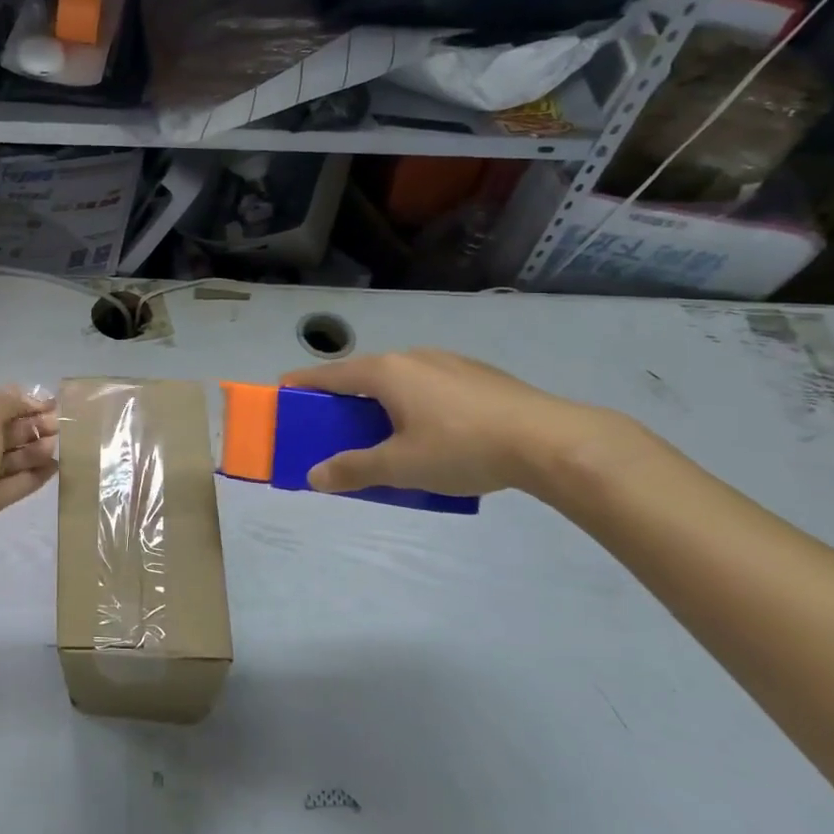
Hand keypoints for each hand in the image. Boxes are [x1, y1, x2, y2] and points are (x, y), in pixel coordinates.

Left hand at [0, 388, 58, 561]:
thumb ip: (9, 404)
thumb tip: (26, 397)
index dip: (24, 402)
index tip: (53, 405)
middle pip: (3, 429)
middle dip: (31, 427)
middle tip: (59, 428)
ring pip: (8, 458)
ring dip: (33, 451)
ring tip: (56, 449)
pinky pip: (10, 484)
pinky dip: (30, 476)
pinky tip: (53, 470)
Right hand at [282, 350, 617, 498]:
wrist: (551, 440)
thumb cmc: (463, 448)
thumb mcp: (401, 467)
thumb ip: (354, 470)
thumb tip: (314, 477)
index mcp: (386, 372)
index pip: (330, 375)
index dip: (303, 384)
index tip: (282, 393)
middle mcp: (412, 356)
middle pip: (364, 375)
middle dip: (345, 399)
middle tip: (337, 427)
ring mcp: (448, 361)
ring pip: (400, 379)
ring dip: (383, 402)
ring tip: (388, 435)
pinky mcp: (478, 374)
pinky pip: (430, 385)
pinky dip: (416, 402)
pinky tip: (436, 433)